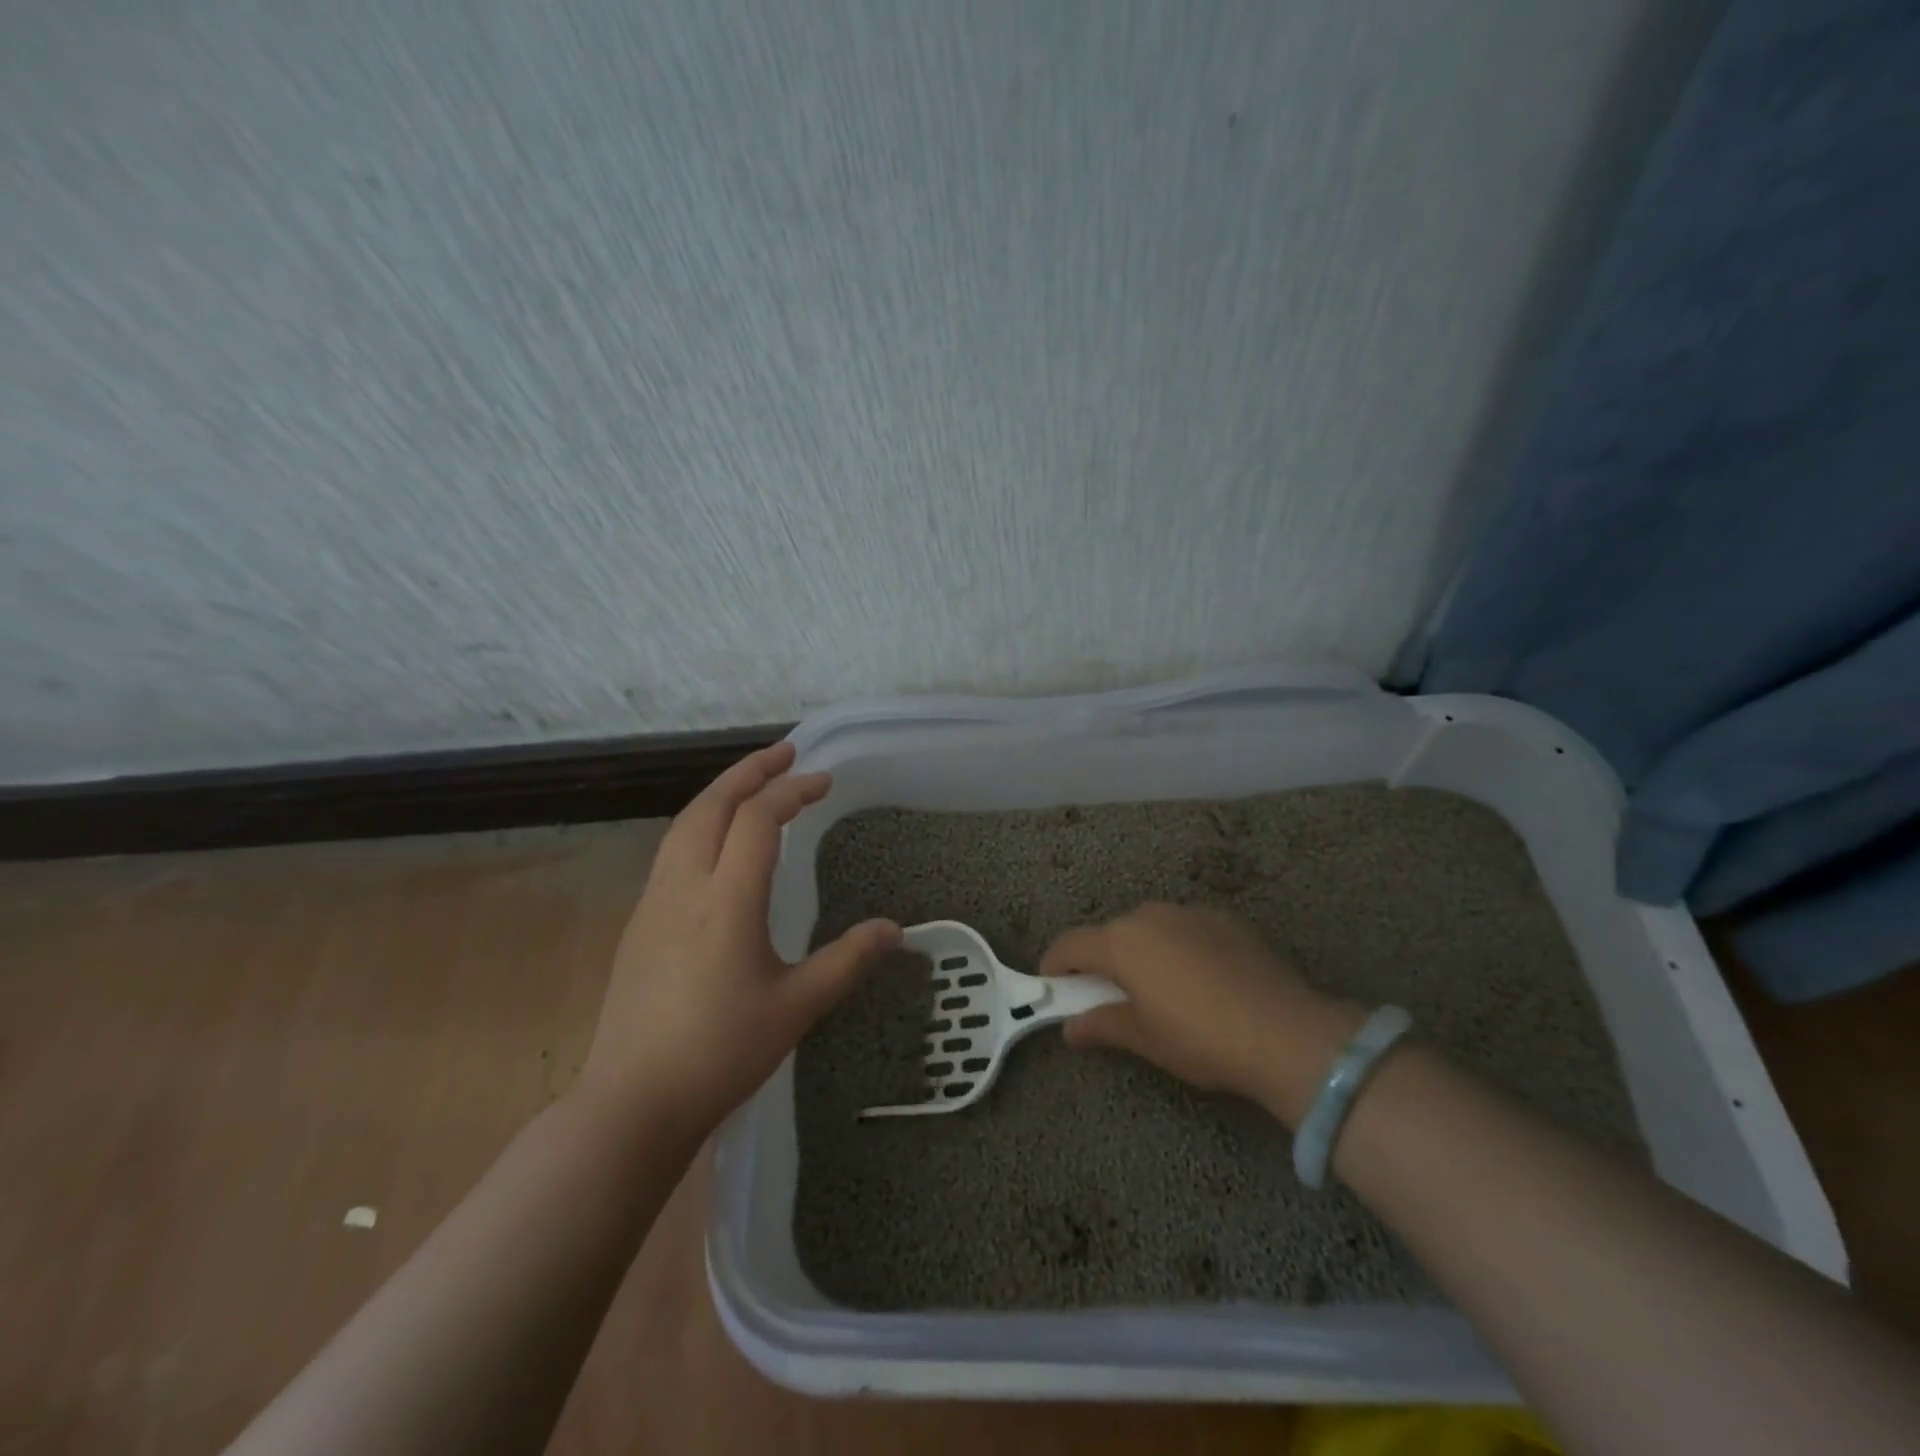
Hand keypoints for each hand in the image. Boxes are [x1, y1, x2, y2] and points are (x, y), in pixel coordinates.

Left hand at [577, 742, 900, 1139]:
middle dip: (750, 771)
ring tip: (753, 784)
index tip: (824, 781)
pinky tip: (717, 843)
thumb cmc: (721, 1052)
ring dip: (721, 793)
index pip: (758, 819)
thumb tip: (894, 930)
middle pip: (712, 805)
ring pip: (685, 824)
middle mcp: (684, 886)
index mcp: (727, 899)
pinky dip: (702, 823)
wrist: (632, 1102)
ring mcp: (654, 902)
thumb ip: (847, 960)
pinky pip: (672, 850)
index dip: (792, 791)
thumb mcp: (797, 1006)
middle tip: (786, 752)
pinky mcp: (639, 923)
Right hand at [1039, 902, 1363, 1125]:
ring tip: (1159, 988)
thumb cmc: (1202, 1039)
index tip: (1051, 986)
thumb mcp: (1146, 1039)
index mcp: (1122, 942)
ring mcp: (1191, 912)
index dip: (1055, 964)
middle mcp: (1151, 915)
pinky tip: (1201, 980)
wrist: (1287, 1033)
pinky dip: (1178, 947)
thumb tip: (1071, 1028)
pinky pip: (1186, 929)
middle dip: (1102, 960)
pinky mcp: (1226, 919)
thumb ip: (1103, 1025)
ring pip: (1150, 928)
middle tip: (1108, 996)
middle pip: (1111, 933)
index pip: (1071, 945)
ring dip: (1142, 951)